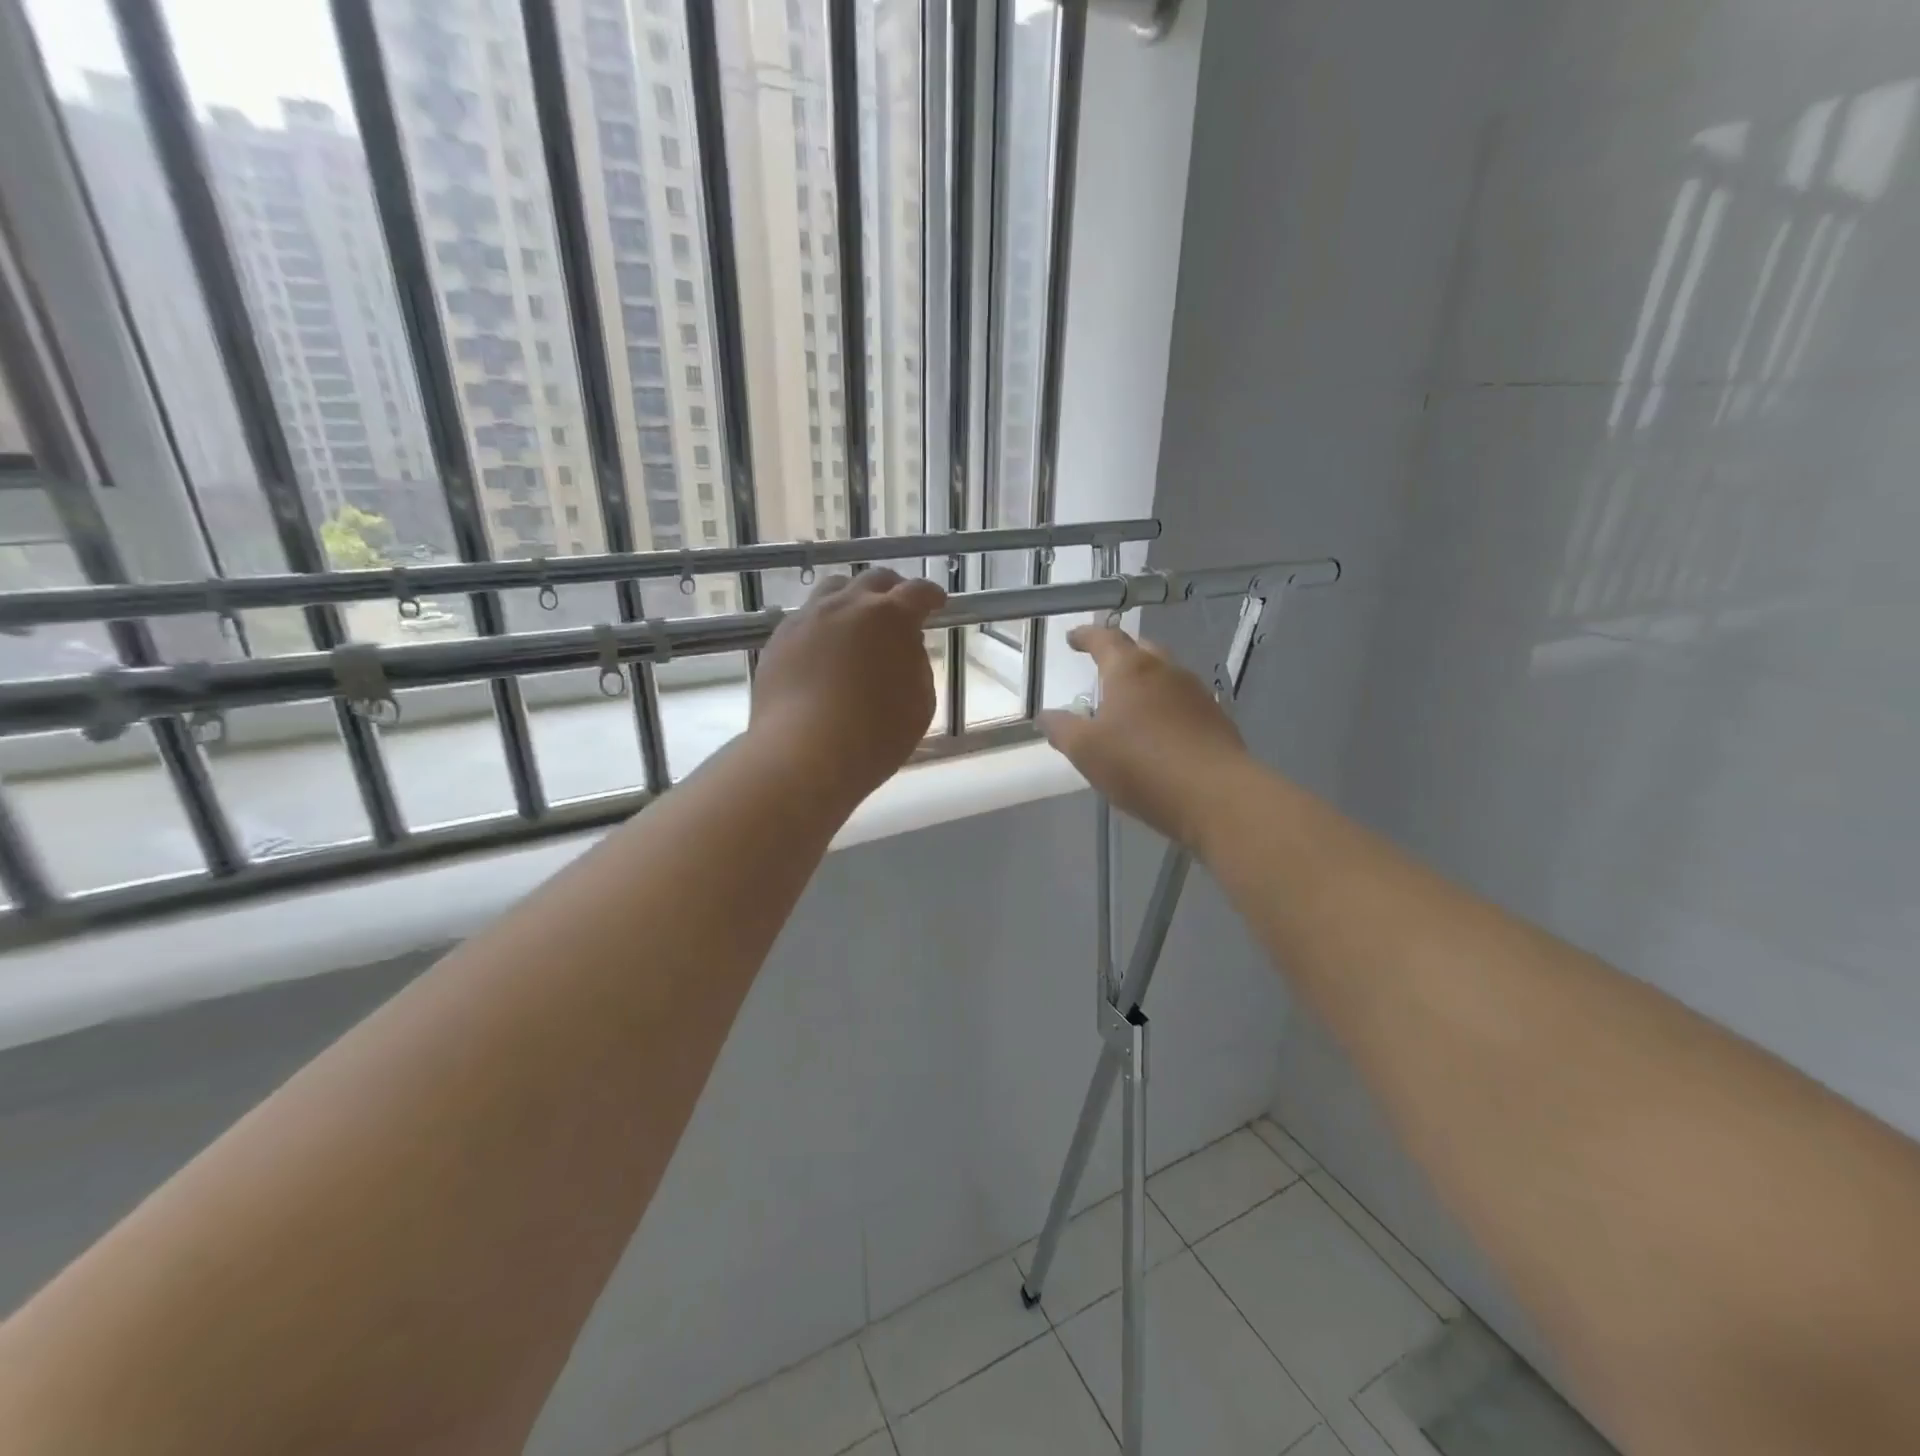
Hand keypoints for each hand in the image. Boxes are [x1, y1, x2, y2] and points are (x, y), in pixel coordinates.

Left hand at [751, 568, 946, 803]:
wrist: (803, 754)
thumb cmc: (875, 735)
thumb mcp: (920, 704)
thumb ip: (917, 666)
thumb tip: (904, 649)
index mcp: (891, 617)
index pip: (917, 592)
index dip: (931, 595)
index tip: (937, 603)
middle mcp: (847, 606)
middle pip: (873, 581)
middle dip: (892, 591)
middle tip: (899, 609)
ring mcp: (808, 619)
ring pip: (833, 590)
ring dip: (852, 599)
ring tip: (857, 621)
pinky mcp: (779, 640)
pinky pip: (806, 618)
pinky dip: (823, 625)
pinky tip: (824, 648)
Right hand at [1037, 625, 1249, 848]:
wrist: (1216, 796)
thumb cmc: (1142, 766)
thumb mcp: (1086, 751)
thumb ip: (1062, 729)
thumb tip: (1045, 715)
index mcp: (1130, 670)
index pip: (1105, 639)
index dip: (1086, 636)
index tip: (1072, 639)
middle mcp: (1166, 671)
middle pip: (1140, 651)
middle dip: (1119, 656)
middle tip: (1102, 670)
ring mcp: (1196, 694)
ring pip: (1166, 676)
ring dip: (1145, 683)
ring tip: (1129, 706)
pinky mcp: (1216, 719)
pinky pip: (1183, 703)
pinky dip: (1165, 708)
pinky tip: (1159, 733)